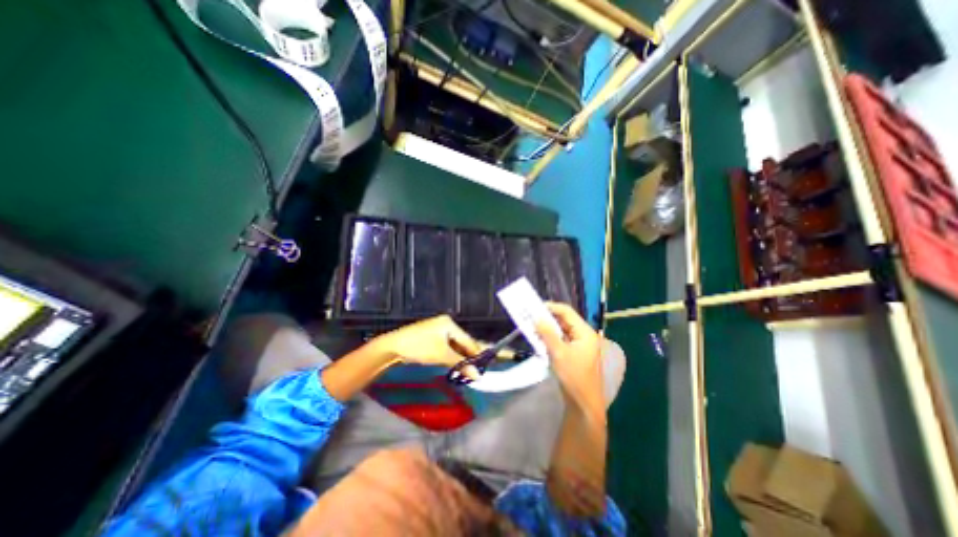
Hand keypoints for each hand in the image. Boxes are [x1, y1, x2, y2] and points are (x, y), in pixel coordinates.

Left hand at [369, 314, 481, 369]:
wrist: (393, 347)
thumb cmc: (420, 347)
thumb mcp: (442, 355)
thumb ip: (461, 364)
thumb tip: (477, 375)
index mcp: (449, 323)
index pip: (468, 339)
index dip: (476, 354)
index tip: (484, 367)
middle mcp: (445, 324)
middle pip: (462, 342)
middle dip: (468, 356)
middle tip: (477, 370)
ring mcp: (438, 331)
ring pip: (454, 346)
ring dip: (460, 358)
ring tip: (468, 371)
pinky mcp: (432, 338)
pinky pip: (446, 347)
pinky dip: (451, 356)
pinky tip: (456, 366)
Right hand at [536, 303, 600, 411]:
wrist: (583, 403)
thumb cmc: (573, 376)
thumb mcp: (558, 353)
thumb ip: (547, 333)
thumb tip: (537, 317)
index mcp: (585, 332)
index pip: (567, 312)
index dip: (551, 307)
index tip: (535, 307)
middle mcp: (584, 335)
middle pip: (565, 320)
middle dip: (548, 318)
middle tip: (531, 317)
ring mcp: (581, 344)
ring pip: (562, 330)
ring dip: (548, 329)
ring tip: (533, 327)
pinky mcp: (576, 353)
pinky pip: (562, 340)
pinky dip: (552, 338)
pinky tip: (541, 340)